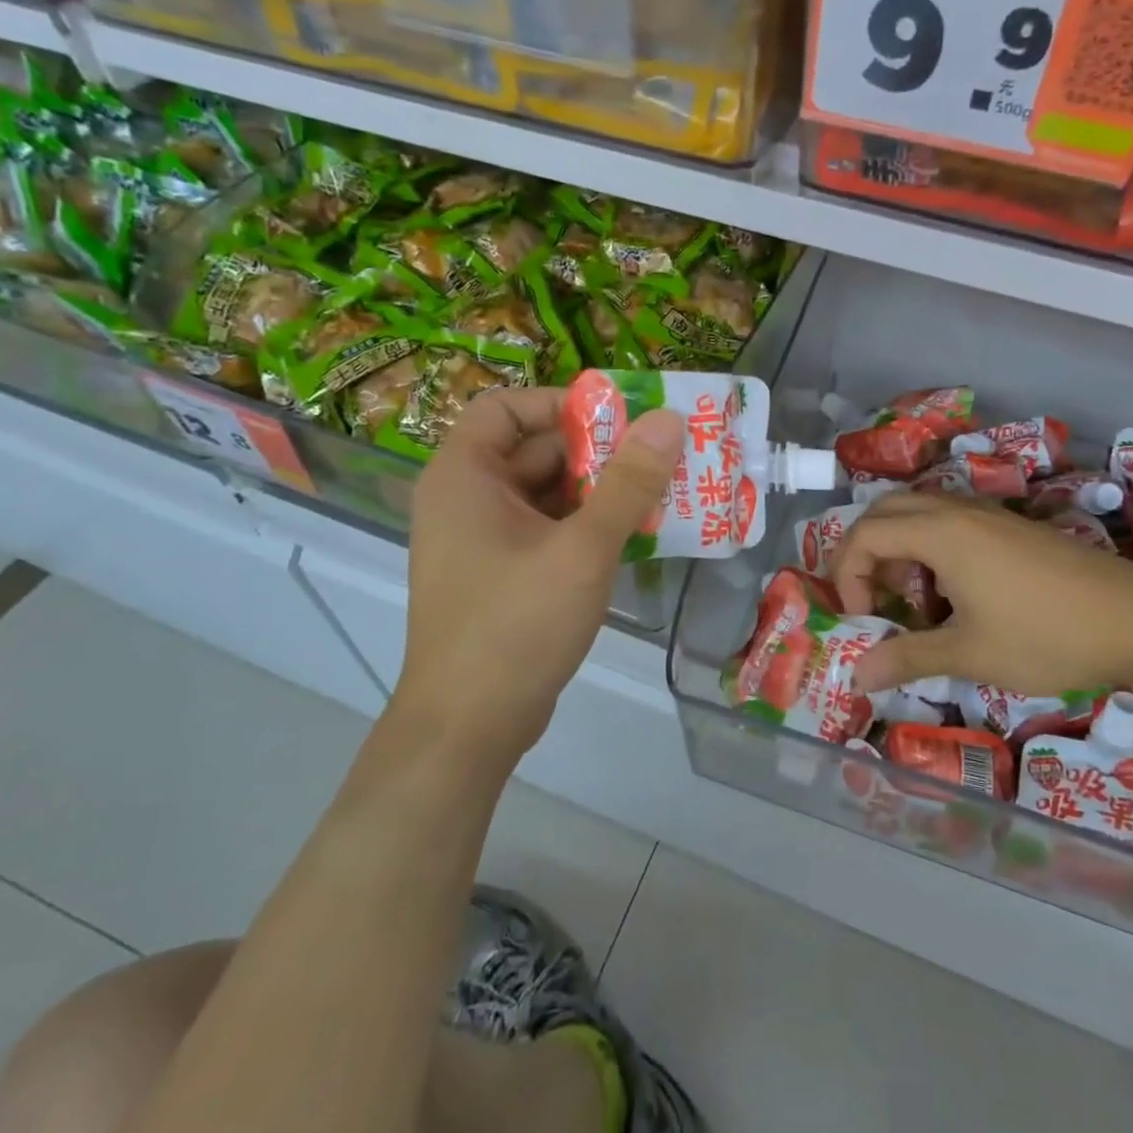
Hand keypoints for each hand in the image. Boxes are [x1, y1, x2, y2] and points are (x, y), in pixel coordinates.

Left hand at [383, 385, 682, 773]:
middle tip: (660, 456)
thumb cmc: (517, 626)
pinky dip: (587, 527)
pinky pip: (547, 531)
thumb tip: (668, 419)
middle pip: (534, 451)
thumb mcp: (583, 549)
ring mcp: (482, 541)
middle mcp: (466, 499)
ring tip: (662, 493)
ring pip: (546, 495)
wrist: (469, 727)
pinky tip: (636, 536)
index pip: (506, 407)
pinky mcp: (501, 576)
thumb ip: (628, 482)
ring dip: (600, 492)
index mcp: (464, 476)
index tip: (620, 420)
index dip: (561, 405)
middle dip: (598, 453)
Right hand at [829, 492, 1132, 696]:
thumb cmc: (1048, 636)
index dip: (847, 576)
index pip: (865, 534)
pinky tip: (956, 596)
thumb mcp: (971, 654)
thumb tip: (855, 677)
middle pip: (886, 511)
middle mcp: (958, 510)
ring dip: (900, 551)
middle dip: (865, 554)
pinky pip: (950, 523)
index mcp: (941, 532)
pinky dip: (931, 550)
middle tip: (873, 601)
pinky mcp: (1012, 527)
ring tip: (915, 603)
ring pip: (919, 514)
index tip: (863, 620)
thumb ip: (908, 658)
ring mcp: (989, 515)